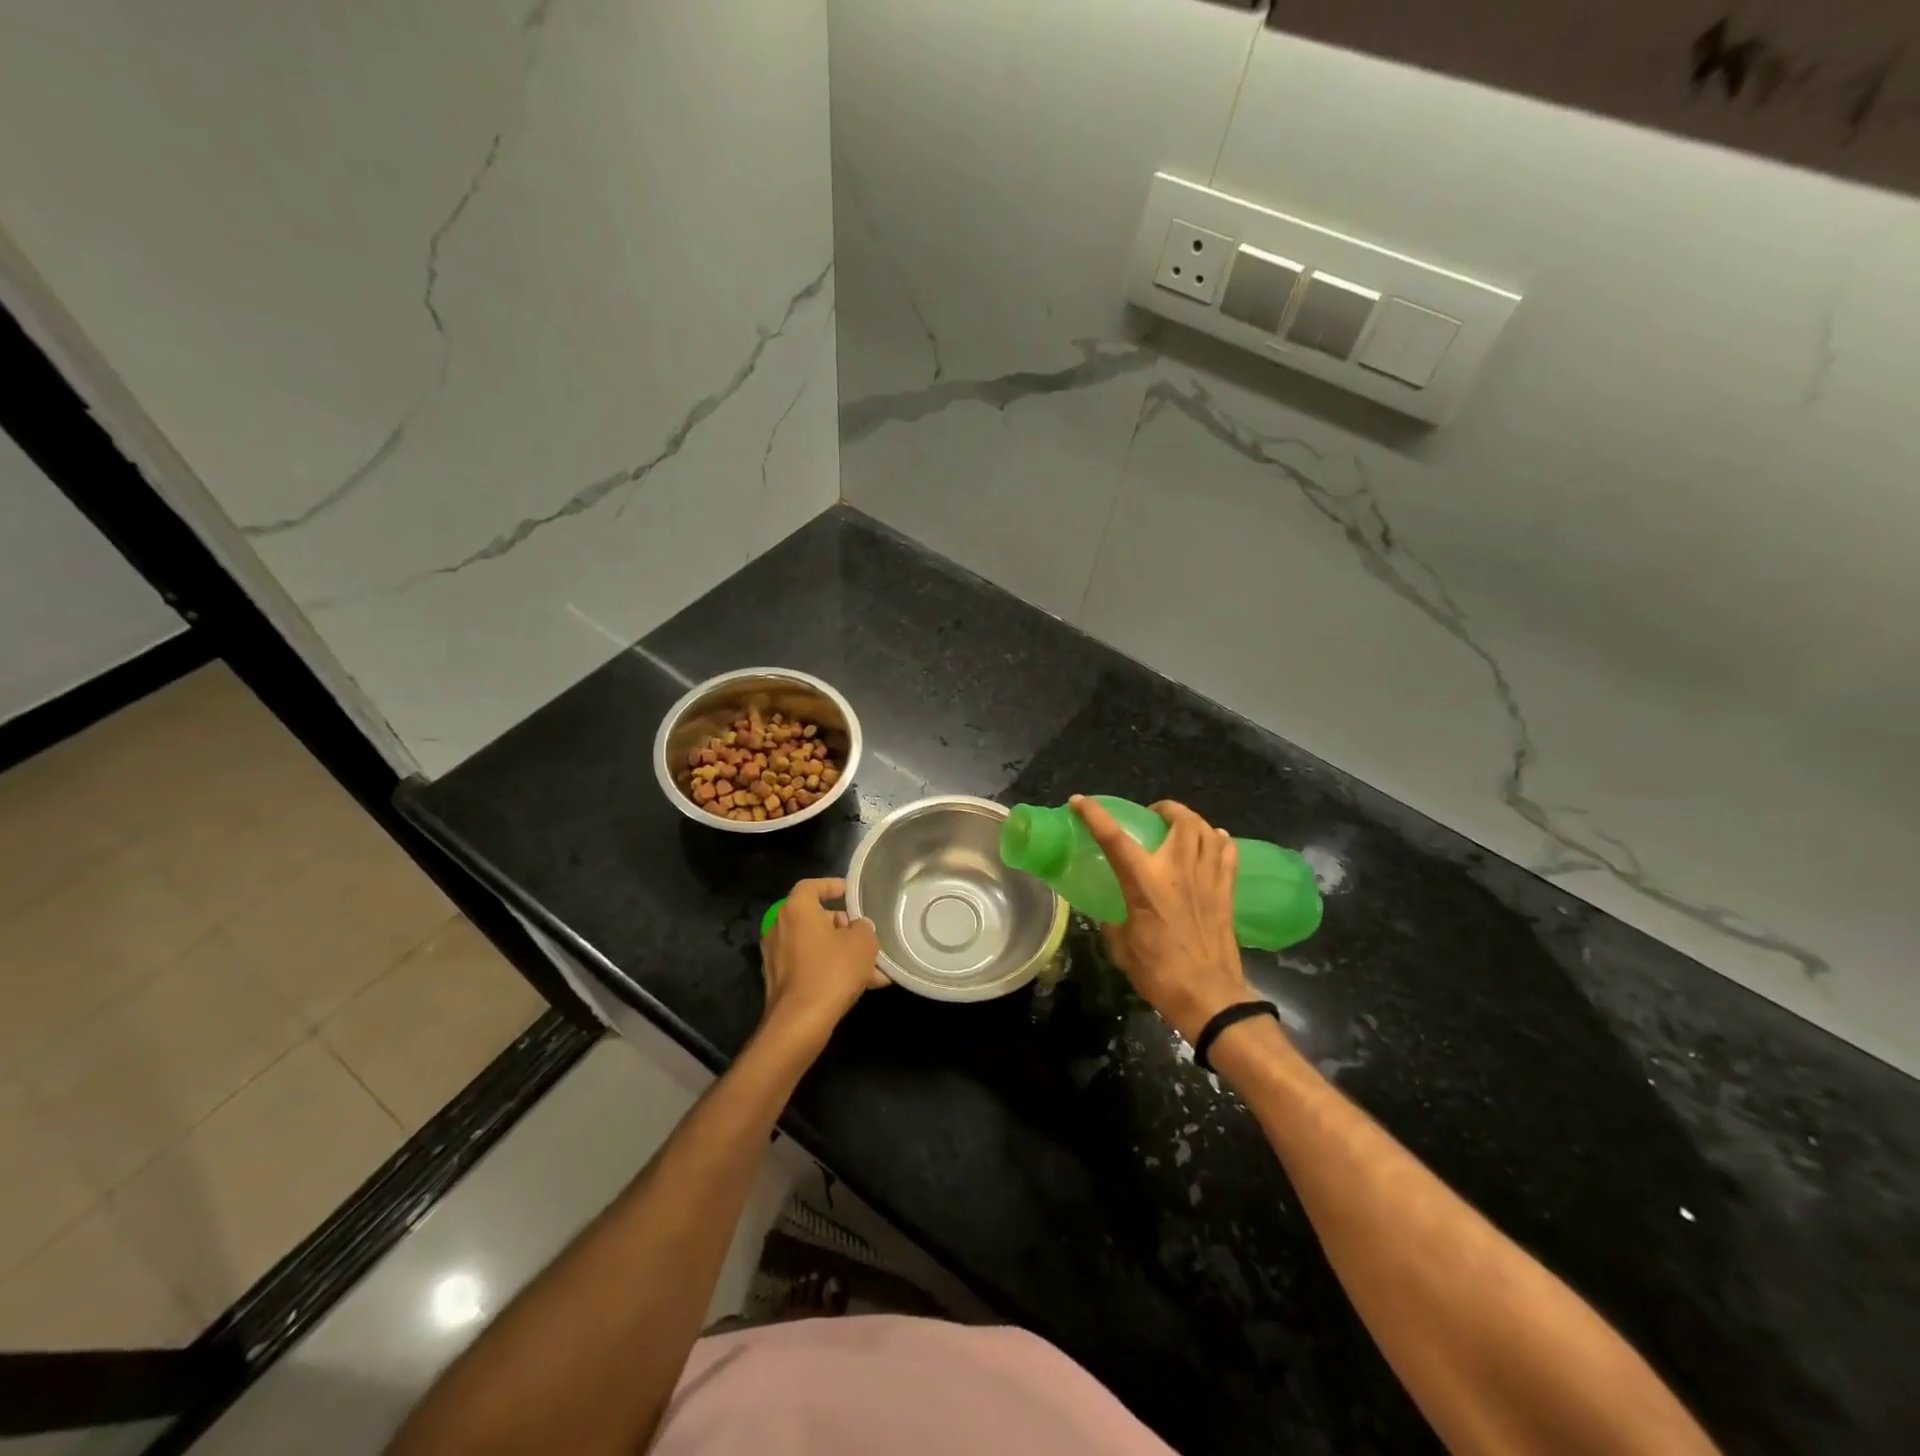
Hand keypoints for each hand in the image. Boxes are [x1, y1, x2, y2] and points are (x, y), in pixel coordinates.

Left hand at [759, 878, 886, 1045]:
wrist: (800, 1022)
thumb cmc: (832, 971)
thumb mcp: (863, 943)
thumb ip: (864, 927)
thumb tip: (858, 927)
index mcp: (797, 910)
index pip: (812, 886)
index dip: (832, 886)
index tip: (851, 893)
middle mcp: (780, 928)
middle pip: (816, 918)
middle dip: (844, 928)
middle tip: (867, 939)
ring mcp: (776, 956)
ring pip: (816, 946)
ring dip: (842, 953)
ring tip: (873, 970)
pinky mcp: (779, 981)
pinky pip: (810, 966)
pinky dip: (831, 971)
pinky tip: (861, 986)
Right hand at [1071, 796, 1252, 1043]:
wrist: (1209, 996)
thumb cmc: (1159, 972)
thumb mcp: (1122, 947)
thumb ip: (1114, 922)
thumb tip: (1111, 913)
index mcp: (1145, 883)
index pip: (1114, 838)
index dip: (1094, 815)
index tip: (1079, 801)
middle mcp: (1178, 870)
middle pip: (1180, 820)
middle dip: (1166, 808)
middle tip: (1154, 814)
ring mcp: (1208, 878)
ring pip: (1207, 830)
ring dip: (1193, 821)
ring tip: (1182, 826)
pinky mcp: (1227, 891)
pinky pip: (1228, 853)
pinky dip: (1219, 841)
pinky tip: (1214, 843)